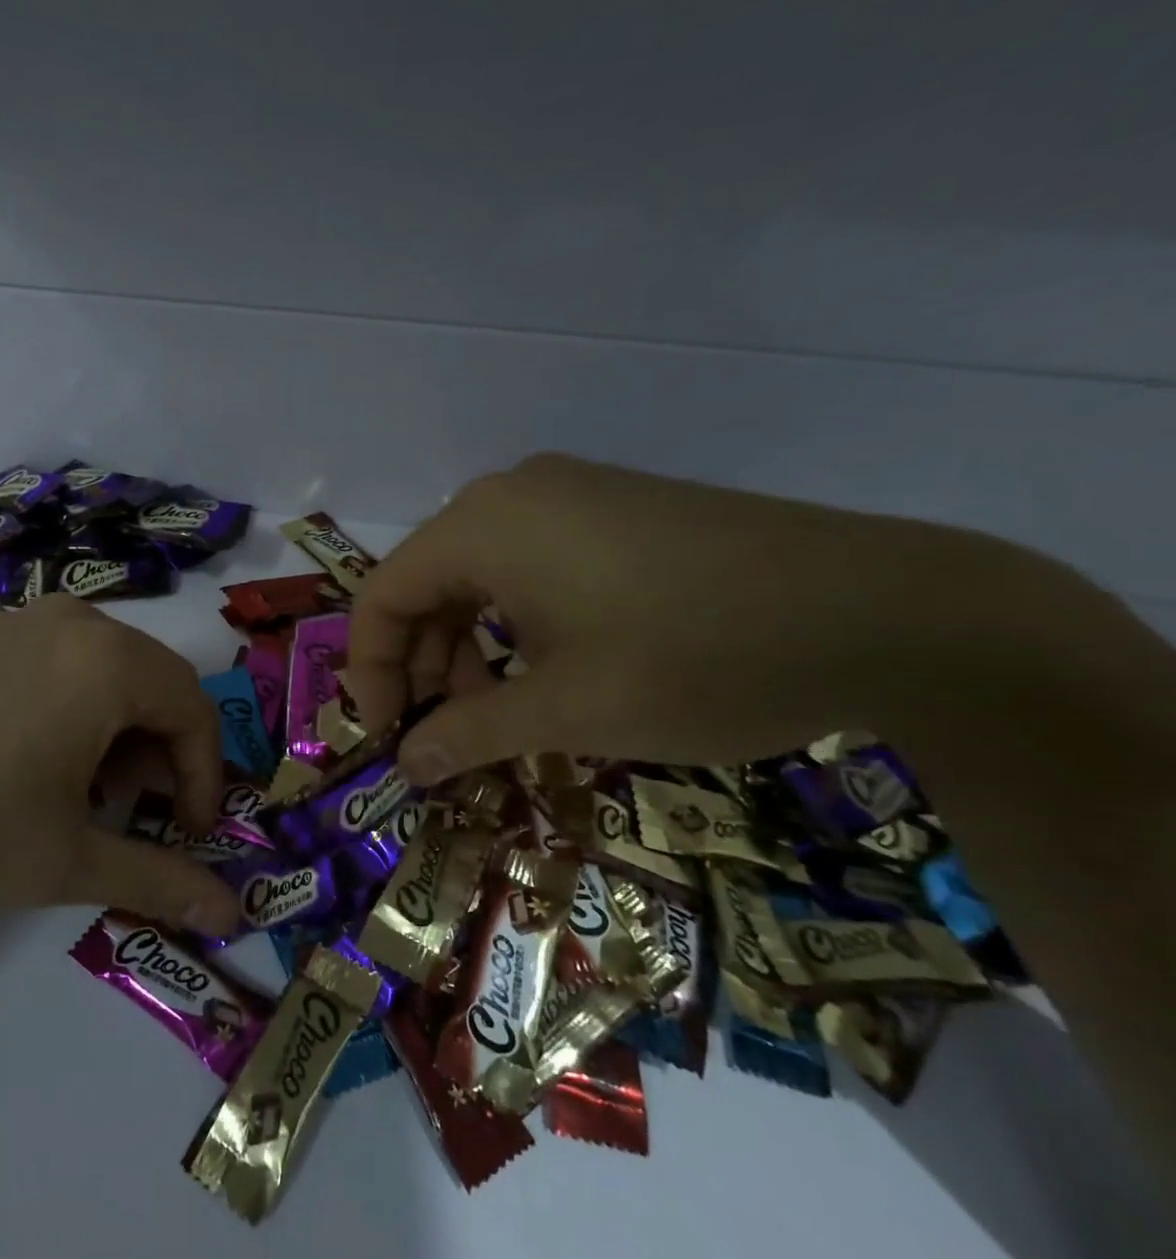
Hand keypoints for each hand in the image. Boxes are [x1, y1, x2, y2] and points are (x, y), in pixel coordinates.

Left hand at [0, 595, 240, 933]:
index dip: (204, 779)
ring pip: (116, 674)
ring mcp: (29, 621)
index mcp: (109, 662)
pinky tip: (41, 762)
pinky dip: (83, 712)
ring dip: (123, 736)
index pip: (197, 713)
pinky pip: (70, 665)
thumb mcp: (67, 861)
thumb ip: (159, 881)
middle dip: (164, 757)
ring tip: (86, 795)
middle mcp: (79, 624)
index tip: (186, 835)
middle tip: (135, 816)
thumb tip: (231, 913)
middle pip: (159, 687)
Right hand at [346, 454, 1053, 782]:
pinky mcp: (616, 509)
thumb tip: (406, 764)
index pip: (382, 596)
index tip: (389, 736)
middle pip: (426, 583)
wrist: (888, 610)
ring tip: (501, 711)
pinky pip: (528, 564)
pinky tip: (550, 668)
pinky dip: (514, 622)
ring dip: (468, 648)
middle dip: (422, 664)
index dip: (370, 672)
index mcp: (482, 525)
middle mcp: (512, 494)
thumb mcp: (566, 709)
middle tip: (445, 734)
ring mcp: (570, 494)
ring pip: (477, 575)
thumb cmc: (695, 659)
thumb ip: (468, 734)